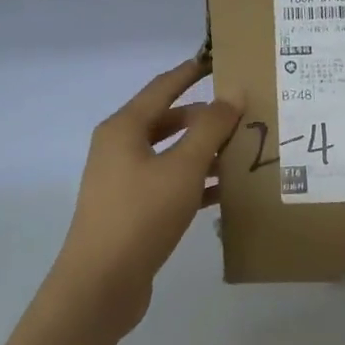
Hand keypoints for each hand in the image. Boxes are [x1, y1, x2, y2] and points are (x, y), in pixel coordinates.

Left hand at [48, 59, 241, 337]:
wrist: (101, 284)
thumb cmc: (141, 215)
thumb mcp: (183, 168)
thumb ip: (210, 129)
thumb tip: (232, 92)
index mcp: (124, 128)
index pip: (162, 87)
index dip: (190, 72)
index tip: (218, 60)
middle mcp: (119, 148)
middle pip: (167, 121)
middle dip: (204, 117)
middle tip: (243, 113)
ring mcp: (123, 181)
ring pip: (170, 154)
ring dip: (203, 151)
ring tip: (243, 149)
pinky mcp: (131, 210)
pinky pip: (168, 184)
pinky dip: (195, 182)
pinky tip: (226, 191)